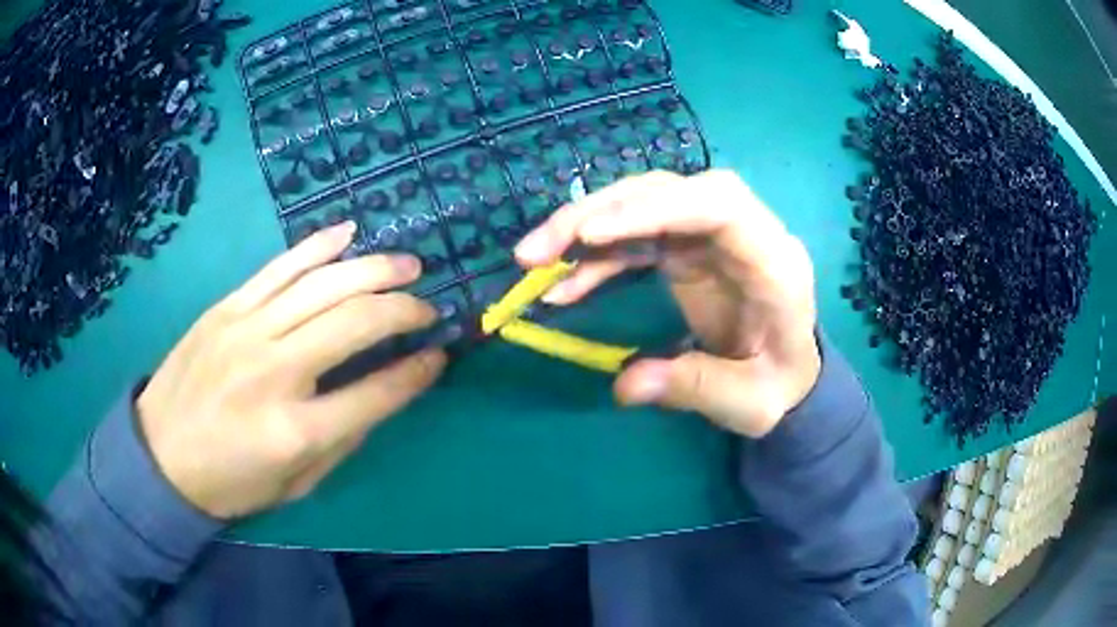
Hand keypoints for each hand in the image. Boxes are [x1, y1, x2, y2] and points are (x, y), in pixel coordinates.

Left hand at [136, 222, 445, 519]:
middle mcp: (274, 371)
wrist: (160, 456)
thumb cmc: (231, 482)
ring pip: (322, 283)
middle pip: (354, 322)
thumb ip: (343, 437)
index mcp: (295, 430)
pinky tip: (349, 233)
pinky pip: (279, 266)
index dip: (416, 372)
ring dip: (374, 269)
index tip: (439, 354)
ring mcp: (246, 330)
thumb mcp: (297, 483)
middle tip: (427, 306)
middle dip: (403, 309)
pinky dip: (318, 246)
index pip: (375, 392)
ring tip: (408, 265)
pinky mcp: (226, 308)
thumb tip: (386, 389)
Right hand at [515, 170, 819, 437]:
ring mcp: (710, 236)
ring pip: (643, 206)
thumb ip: (696, 388)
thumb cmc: (780, 383)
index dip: (655, 208)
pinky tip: (564, 285)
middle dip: (599, 213)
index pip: (719, 204)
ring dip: (584, 228)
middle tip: (537, 252)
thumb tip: (626, 385)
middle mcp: (743, 232)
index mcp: (774, 261)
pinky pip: (635, 238)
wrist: (788, 371)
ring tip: (533, 262)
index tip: (591, 235)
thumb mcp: (751, 403)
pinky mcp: (686, 249)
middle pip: (668, 192)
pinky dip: (596, 257)